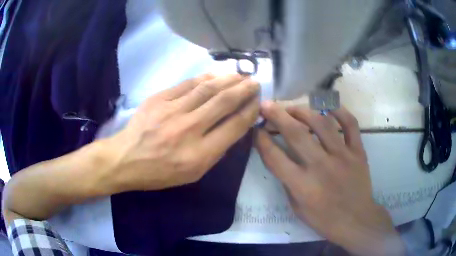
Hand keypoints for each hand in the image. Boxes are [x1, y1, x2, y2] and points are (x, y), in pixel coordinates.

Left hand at [105, 74, 259, 190]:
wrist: (126, 159)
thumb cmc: (160, 172)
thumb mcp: (193, 174)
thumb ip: (216, 151)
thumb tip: (232, 126)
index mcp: (199, 154)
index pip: (234, 126)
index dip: (250, 111)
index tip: (257, 102)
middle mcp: (188, 130)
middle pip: (224, 102)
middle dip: (244, 90)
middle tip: (255, 82)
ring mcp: (172, 111)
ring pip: (207, 88)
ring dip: (228, 79)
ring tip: (240, 75)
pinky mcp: (159, 99)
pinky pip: (187, 84)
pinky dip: (205, 77)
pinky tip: (216, 75)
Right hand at [255, 102, 404, 255]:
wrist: (356, 220)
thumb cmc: (324, 219)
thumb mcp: (297, 208)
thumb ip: (287, 182)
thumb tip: (280, 158)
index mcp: (302, 185)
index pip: (275, 157)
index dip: (261, 140)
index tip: (256, 129)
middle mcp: (321, 166)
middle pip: (296, 133)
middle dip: (277, 115)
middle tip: (267, 104)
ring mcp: (342, 156)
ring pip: (321, 123)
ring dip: (303, 110)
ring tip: (293, 108)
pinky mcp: (358, 151)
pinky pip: (350, 124)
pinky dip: (339, 110)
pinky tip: (327, 106)